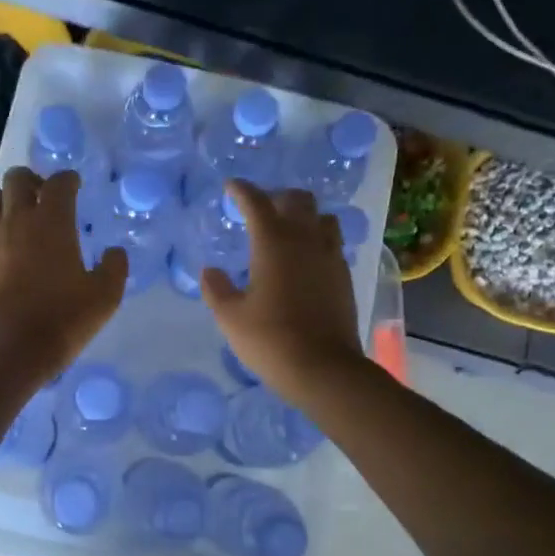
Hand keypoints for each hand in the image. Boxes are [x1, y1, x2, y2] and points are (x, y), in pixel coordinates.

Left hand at [0, 168, 126, 379]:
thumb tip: (114, 252)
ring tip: (10, 215)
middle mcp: (15, 220)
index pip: (59, 183)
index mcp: (52, 222)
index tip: (74, 186)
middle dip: (32, 180)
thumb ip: (114, 268)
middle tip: (41, 196)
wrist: (9, 351)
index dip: (69, 180)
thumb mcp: (104, 298)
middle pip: (17, 178)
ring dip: (0, 198)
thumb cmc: (62, 321)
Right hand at [202, 180, 363, 404]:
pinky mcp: (344, 276)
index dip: (242, 191)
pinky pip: (332, 243)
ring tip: (288, 231)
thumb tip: (210, 271)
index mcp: (274, 244)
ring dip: (304, 216)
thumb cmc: (270, 340)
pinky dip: (317, 239)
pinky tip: (305, 259)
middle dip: (277, 197)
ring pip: (322, 218)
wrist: (323, 368)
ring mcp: (330, 257)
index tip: (231, 187)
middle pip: (298, 200)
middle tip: (260, 209)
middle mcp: (306, 241)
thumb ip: (217, 289)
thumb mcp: (231, 318)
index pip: (257, 203)